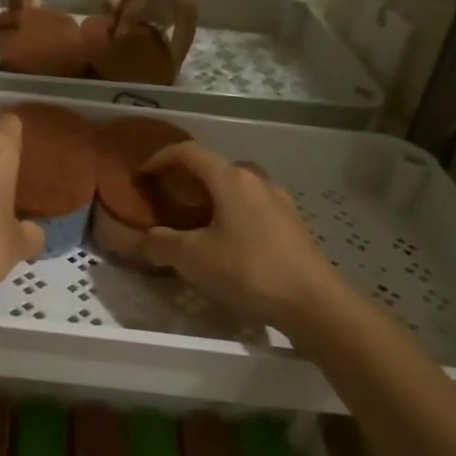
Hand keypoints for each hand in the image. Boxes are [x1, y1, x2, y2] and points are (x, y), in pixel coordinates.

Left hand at [108, 0, 202, 65]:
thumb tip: (106, 17)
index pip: (139, 6)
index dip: (127, 22)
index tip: (117, 39)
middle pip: (168, 25)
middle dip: (160, 49)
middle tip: (149, 71)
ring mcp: (191, 5)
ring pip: (184, 35)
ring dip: (175, 56)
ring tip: (164, 76)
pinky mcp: (197, 12)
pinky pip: (188, 35)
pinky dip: (180, 50)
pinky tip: (172, 65)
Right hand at [136, 143, 343, 328]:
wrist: (313, 302)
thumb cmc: (248, 270)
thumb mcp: (193, 259)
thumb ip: (161, 244)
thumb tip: (144, 238)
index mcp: (231, 179)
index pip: (190, 152)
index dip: (161, 158)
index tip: (143, 174)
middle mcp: (257, 180)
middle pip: (217, 167)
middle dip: (189, 177)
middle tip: (170, 198)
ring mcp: (280, 202)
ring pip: (238, 187)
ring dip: (215, 196)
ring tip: (198, 221)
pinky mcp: (293, 225)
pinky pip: (255, 208)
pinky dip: (234, 214)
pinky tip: (229, 242)